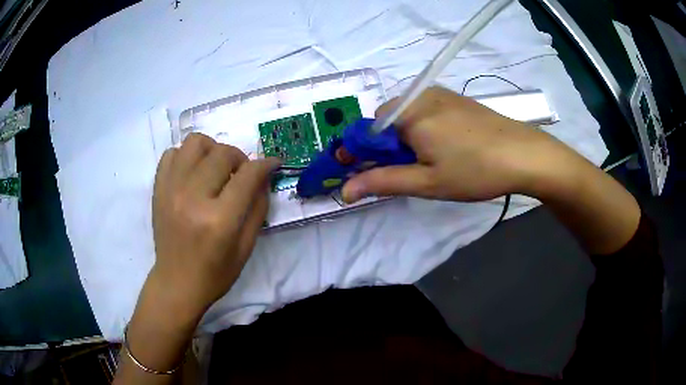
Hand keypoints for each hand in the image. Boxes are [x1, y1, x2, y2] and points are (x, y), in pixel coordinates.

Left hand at [151, 133, 279, 317]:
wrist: (177, 282)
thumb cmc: (215, 273)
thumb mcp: (246, 247)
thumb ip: (258, 208)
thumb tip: (263, 176)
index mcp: (220, 220)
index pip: (248, 175)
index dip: (265, 164)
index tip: (272, 163)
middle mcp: (193, 198)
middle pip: (222, 153)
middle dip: (240, 158)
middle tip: (241, 173)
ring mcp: (171, 190)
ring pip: (195, 143)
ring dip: (212, 149)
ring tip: (215, 167)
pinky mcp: (158, 189)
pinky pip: (171, 153)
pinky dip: (186, 157)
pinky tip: (193, 173)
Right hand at [342, 86, 638, 255]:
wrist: (524, 154)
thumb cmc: (475, 170)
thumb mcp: (427, 182)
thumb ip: (382, 181)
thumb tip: (344, 190)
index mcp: (408, 114)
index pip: (366, 130)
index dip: (359, 153)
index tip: (359, 172)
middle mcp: (419, 96)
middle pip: (385, 122)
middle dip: (386, 147)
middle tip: (407, 171)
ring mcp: (439, 94)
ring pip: (404, 116)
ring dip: (404, 139)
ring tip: (429, 161)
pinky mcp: (453, 98)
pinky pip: (423, 111)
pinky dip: (421, 129)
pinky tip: (443, 146)